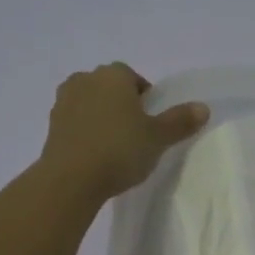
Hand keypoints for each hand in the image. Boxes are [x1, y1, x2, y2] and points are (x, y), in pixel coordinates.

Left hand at [39, 62, 209, 200]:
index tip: (151, 123)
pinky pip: (75, 121)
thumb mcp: (158, 137)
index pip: (134, 78)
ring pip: (91, 103)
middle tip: (135, 134)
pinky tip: (95, 154)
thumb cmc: (120, 150)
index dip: (145, 99)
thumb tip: (203, 108)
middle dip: (122, 105)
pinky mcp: (51, 124)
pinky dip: (85, 131)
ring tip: (114, 145)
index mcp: (114, 75)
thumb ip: (180, 121)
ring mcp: (64, 101)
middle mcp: (86, 79)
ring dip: (101, 116)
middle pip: (110, 88)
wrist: (71, 179)